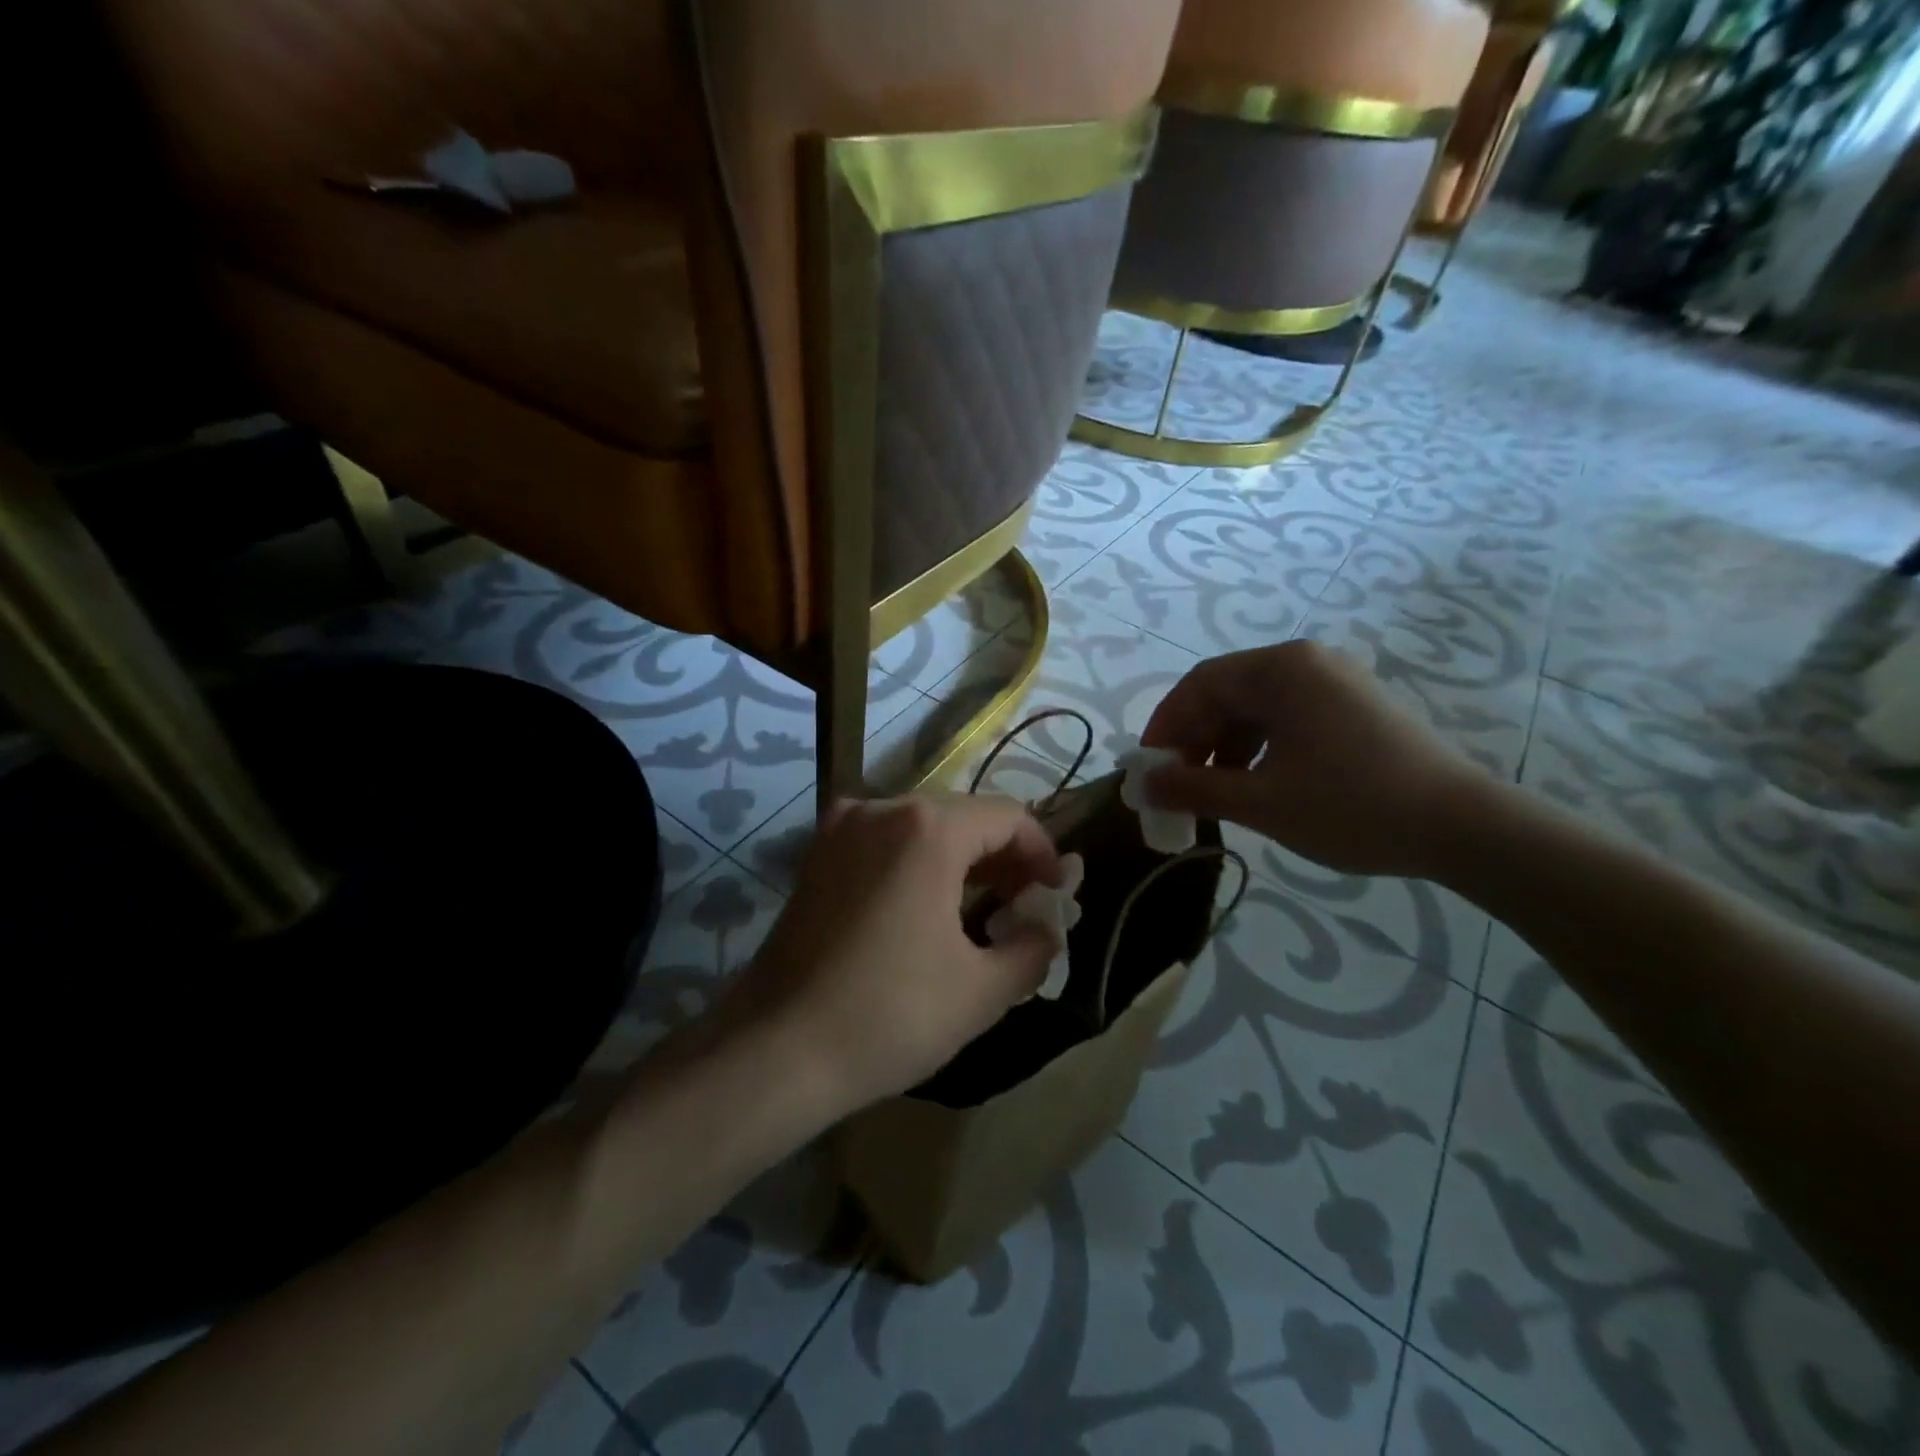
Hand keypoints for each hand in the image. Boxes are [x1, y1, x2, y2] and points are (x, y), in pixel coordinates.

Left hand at [725, 793, 1063, 1118]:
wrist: (775, 1050)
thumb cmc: (889, 1015)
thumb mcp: (983, 990)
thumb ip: (1033, 947)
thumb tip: (1046, 926)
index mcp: (927, 828)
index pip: (1008, 817)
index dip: (1042, 852)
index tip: (1056, 894)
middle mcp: (882, 808)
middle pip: (964, 815)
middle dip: (1003, 856)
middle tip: (1023, 905)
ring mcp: (841, 828)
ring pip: (922, 826)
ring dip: (961, 858)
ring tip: (983, 908)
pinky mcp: (817, 855)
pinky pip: (884, 841)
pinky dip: (917, 861)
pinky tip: (926, 907)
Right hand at [1141, 641, 1498, 879]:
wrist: (1464, 827)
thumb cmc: (1352, 807)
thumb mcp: (1260, 801)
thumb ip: (1192, 788)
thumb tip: (1141, 784)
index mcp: (1282, 669)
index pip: (1200, 684)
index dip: (1165, 726)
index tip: (1148, 769)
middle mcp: (1307, 662)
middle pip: (1227, 692)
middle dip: (1194, 739)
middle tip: (1176, 785)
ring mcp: (1336, 681)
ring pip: (1256, 707)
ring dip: (1224, 746)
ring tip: (1213, 791)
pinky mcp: (1355, 706)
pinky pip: (1287, 717)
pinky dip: (1258, 747)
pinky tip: (1255, 783)